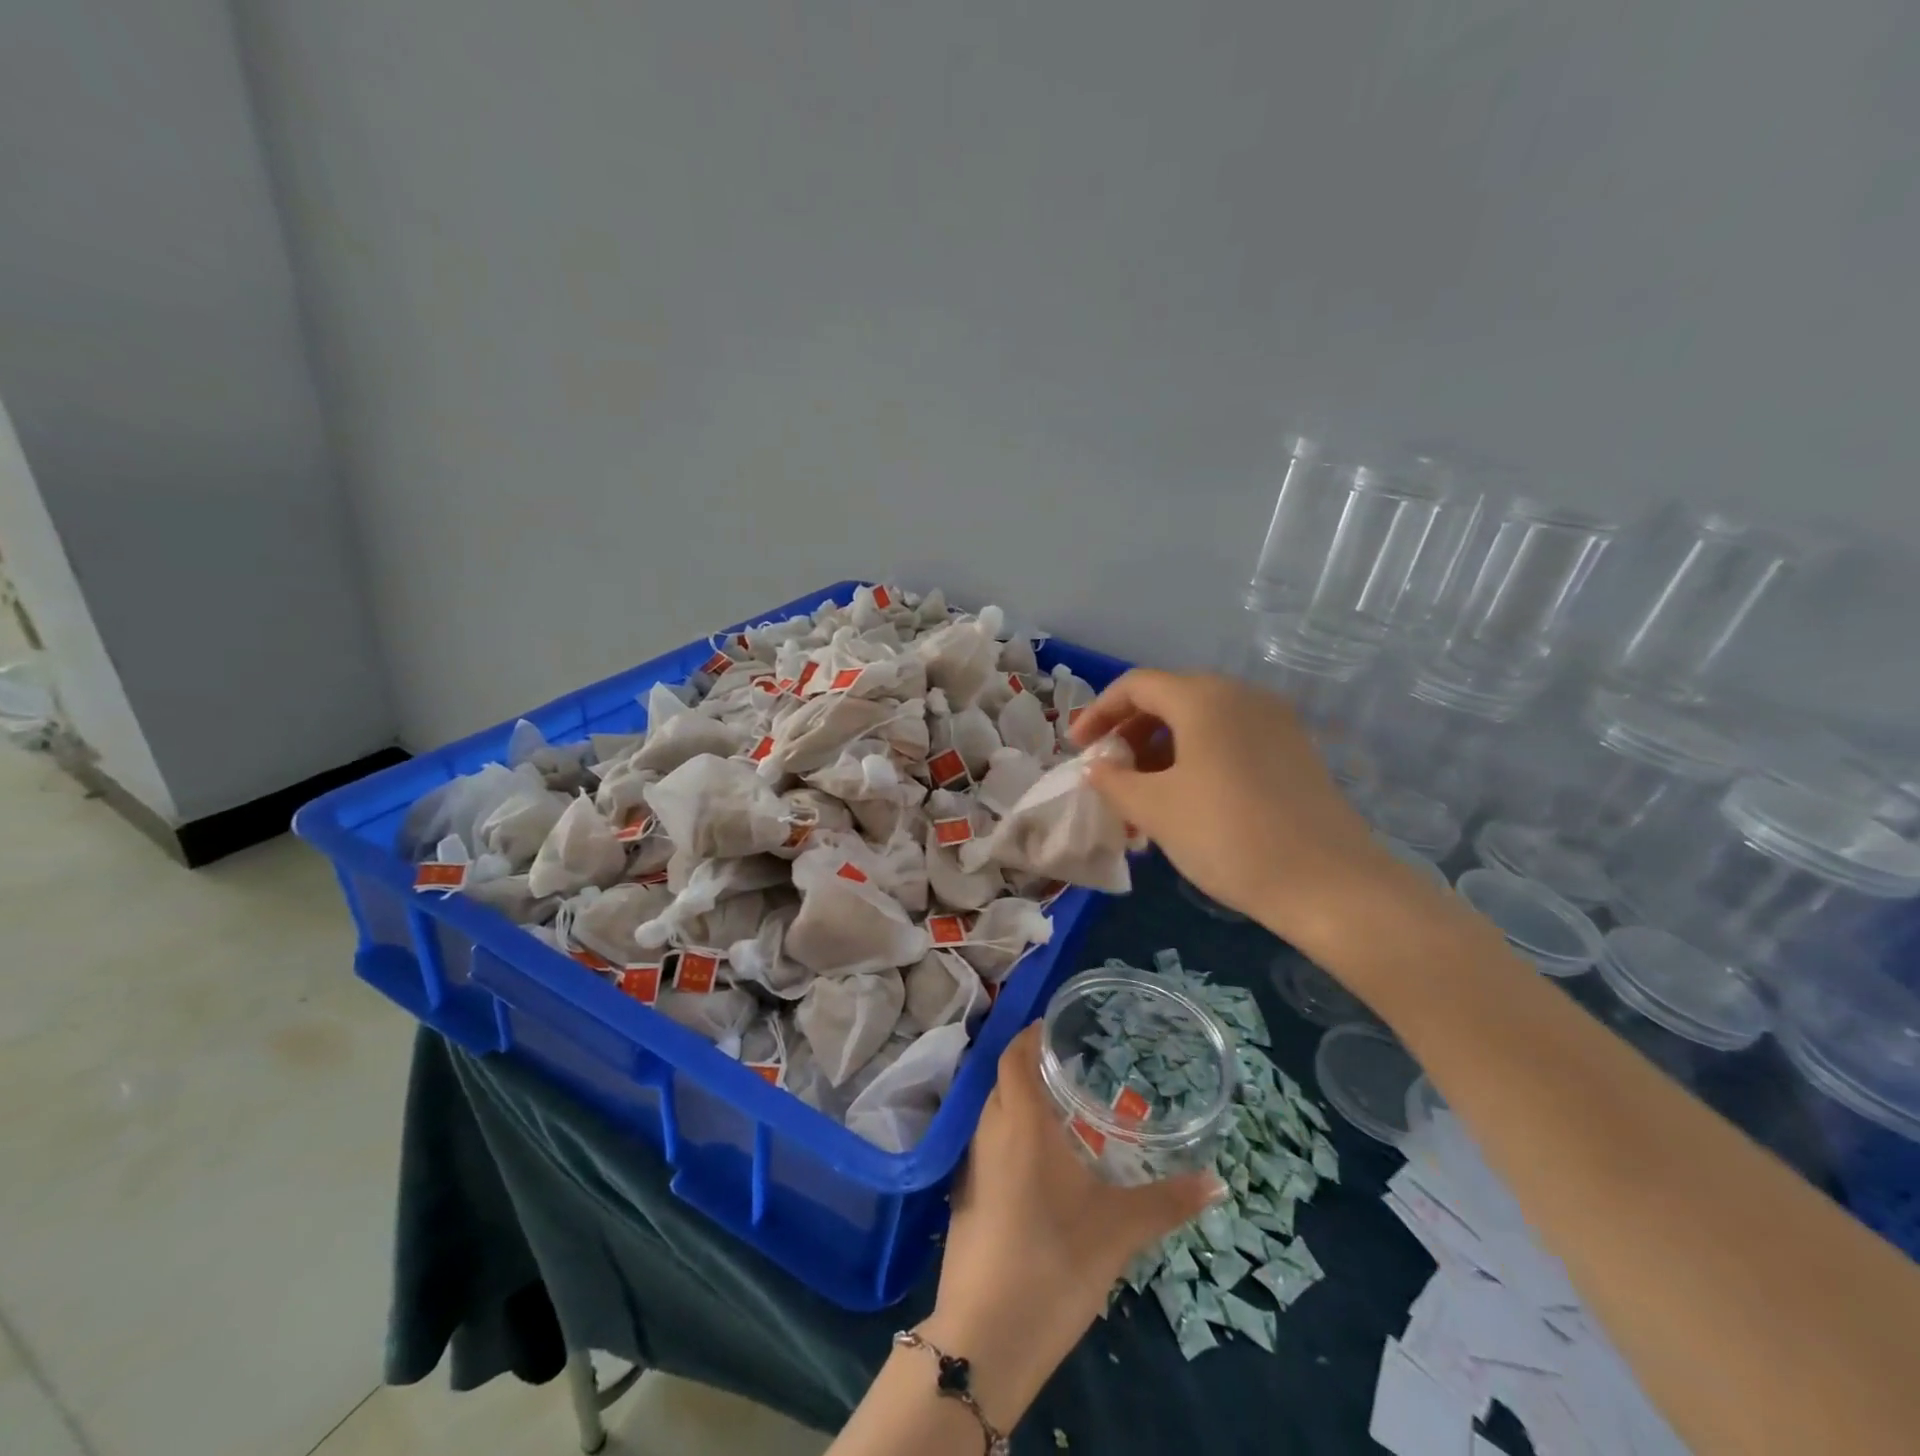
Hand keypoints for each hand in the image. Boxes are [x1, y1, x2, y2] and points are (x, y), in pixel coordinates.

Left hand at [923, 1023, 1220, 1423]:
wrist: (985, 1337)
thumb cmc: (1054, 1261)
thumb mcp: (1119, 1229)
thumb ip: (1167, 1201)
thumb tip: (1217, 1181)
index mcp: (1020, 1122)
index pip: (1015, 1056)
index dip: (1031, 1036)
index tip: (1056, 1026)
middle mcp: (989, 1132)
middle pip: (1004, 1081)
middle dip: (1032, 1068)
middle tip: (1071, 1067)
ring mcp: (972, 1166)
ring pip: (995, 1114)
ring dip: (1021, 1103)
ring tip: (1062, 1111)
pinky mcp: (965, 1198)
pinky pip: (989, 1146)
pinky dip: (1012, 1137)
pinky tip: (1041, 1164)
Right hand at [1071, 669, 1403, 947]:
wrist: (1329, 884)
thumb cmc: (1227, 835)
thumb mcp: (1156, 809)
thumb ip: (1114, 780)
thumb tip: (1097, 766)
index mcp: (1204, 698)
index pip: (1136, 685)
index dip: (1099, 711)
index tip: (1078, 748)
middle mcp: (1242, 696)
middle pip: (1171, 698)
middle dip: (1130, 733)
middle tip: (1110, 773)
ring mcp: (1275, 722)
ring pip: (1202, 722)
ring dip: (1162, 750)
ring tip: (1143, 797)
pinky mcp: (1294, 751)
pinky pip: (1230, 740)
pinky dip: (1196, 759)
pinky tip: (1187, 802)